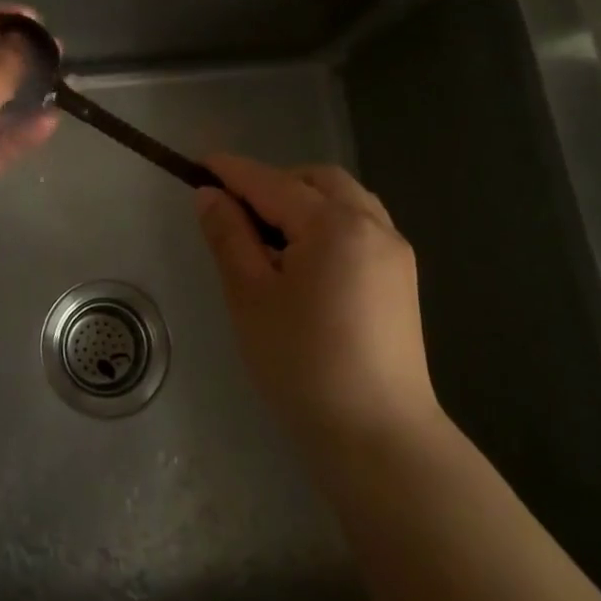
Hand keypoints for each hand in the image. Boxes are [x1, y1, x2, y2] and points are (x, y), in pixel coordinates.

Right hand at [195, 154, 439, 454]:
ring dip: (304, 200)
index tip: (199, 163)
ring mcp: (394, 251)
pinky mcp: (401, 278)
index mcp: (334, 225)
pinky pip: (360, 225)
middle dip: (274, 182)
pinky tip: (307, 259)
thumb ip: (229, 236)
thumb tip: (210, 195)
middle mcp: (372, 225)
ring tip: (271, 238)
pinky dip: (328, 222)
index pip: (271, 183)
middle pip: (316, 180)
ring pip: (344, 199)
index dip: (232, 171)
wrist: (378, 437)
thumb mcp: (249, 295)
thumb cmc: (302, 364)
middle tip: (237, 213)